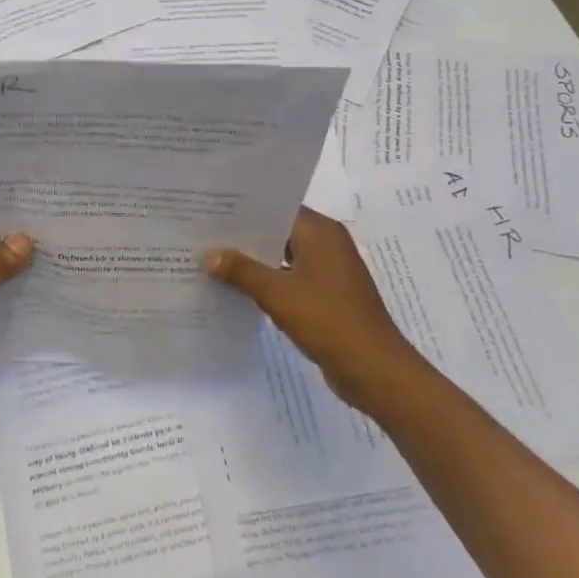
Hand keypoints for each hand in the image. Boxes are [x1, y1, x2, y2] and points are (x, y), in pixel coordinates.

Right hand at [202, 208, 420, 412]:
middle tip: (203, 233)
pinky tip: (238, 289)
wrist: (375, 370)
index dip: (244, 208)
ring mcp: (329, 270)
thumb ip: (241, 271)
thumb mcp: (278, 294)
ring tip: (213, 259)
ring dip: (254, 261)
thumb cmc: (329, 321)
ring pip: (283, 256)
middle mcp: (327, 243)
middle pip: (278, 230)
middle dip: (244, 235)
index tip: (211, 208)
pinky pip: (291, 278)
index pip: (276, 207)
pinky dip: (269, 281)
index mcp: (320, 231)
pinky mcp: (327, 295)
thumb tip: (208, 254)